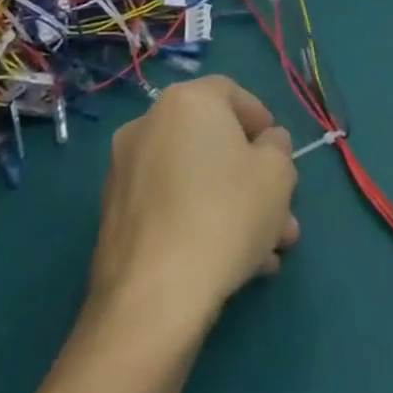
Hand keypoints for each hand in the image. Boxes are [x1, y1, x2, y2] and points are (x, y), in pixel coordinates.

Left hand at [88, 76, 299, 321]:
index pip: (232, 94)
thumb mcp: (277, 173)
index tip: (280, 157)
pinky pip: (169, 207)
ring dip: (231, 206)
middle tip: (279, 213)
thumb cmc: (226, 215)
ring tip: (263, 252)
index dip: (262, 122)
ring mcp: (124, 173)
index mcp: (186, 101)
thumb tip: (265, 144)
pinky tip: (228, 264)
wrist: (154, 299)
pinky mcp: (113, 219)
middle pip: (213, 143)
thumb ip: (277, 147)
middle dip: (251, 178)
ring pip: (193, 180)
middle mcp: (147, 125)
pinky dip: (197, 222)